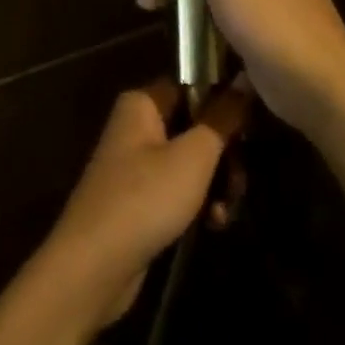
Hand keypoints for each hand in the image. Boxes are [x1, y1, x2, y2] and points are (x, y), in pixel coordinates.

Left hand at [36, 81, 248, 334]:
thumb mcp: (194, 156)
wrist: (93, 266)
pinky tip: (213, 226)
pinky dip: (198, 205)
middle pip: (196, 126)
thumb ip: (222, 117)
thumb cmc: (145, 198)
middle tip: (238, 180)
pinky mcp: (140, 200)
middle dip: (224, 155)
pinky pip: (179, 190)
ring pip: (192, 162)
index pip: (192, 85)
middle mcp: (136, 126)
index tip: (250, 127)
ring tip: (226, 210)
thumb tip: (244, 78)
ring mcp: (136, 165)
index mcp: (143, 103)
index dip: (224, 103)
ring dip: (216, 185)